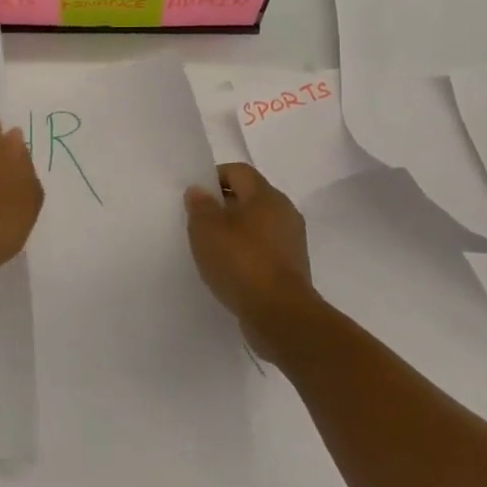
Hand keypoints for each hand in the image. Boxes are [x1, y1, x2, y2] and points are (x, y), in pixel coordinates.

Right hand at [184, 163, 317, 362]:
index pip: (238, 171)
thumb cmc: (241, 262)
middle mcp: (284, 211)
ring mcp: (292, 241)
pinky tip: (229, 269)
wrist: (281, 315)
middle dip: (223, 205)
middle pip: (249, 197)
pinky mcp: (292, 267)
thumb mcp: (207, 230)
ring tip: (211, 247)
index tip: (195, 196)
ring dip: (236, 231)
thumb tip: (199, 191)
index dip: (214, 177)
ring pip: (258, 225)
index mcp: (266, 195)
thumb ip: (200, 206)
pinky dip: (247, 253)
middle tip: (198, 221)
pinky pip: (265, 249)